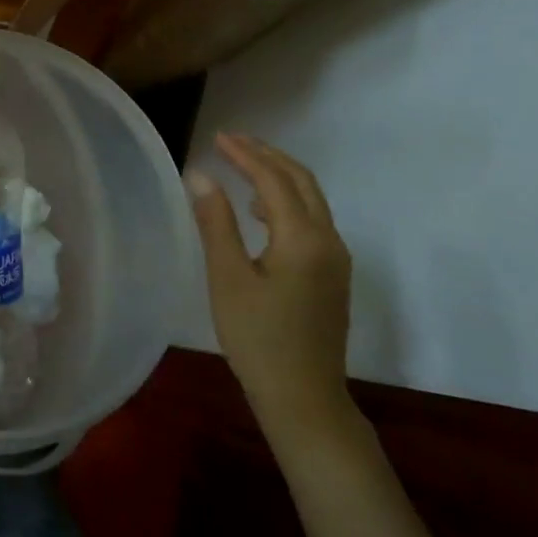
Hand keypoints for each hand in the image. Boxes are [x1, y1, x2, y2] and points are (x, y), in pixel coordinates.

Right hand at [187, 133, 358, 445]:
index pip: (273, 180)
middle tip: (232, 141)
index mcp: (303, 238)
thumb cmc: (258, 340)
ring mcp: (336, 259)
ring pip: (311, 199)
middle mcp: (328, 240)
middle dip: (267, 155)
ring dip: (278, 176)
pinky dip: (287, 201)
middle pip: (301, 181)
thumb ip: (216, 223)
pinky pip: (313, 220)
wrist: (305, 399)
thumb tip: (201, 175)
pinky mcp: (333, 275)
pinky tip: (260, 212)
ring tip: (242, 167)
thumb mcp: (228, 279)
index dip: (245, 154)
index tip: (217, 137)